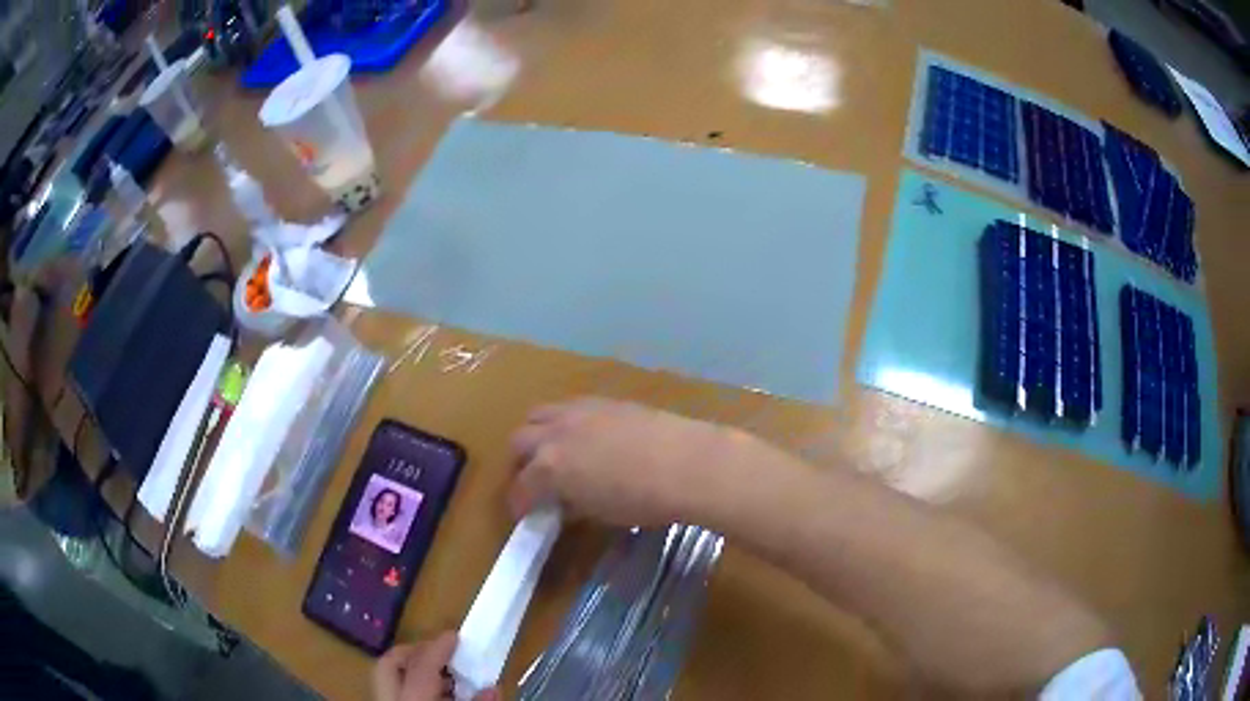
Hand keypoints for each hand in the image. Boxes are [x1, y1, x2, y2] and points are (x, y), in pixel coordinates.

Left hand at [373, 632, 497, 700]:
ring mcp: (382, 700)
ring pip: (387, 675)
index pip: (421, 666)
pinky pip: (391, 689)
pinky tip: (433, 691)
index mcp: (411, 698)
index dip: (438, 647)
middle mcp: (388, 697)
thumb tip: (493, 687)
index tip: (455, 635)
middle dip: (415, 650)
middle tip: (442, 649)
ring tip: (443, 673)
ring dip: (412, 667)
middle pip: (390, 662)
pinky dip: (409, 683)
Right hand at [508, 397, 756, 526]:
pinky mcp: (603, 401)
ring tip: (552, 452)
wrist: (687, 463)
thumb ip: (573, 504)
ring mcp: (579, 411)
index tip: (524, 513)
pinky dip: (563, 422)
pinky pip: (569, 406)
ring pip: (539, 414)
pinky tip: (583, 436)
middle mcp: (556, 432)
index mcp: (550, 467)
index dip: (519, 503)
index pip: (521, 487)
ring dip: (537, 434)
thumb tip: (563, 502)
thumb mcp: (601, 513)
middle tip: (533, 481)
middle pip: (519, 441)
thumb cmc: (643, 500)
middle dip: (520, 462)